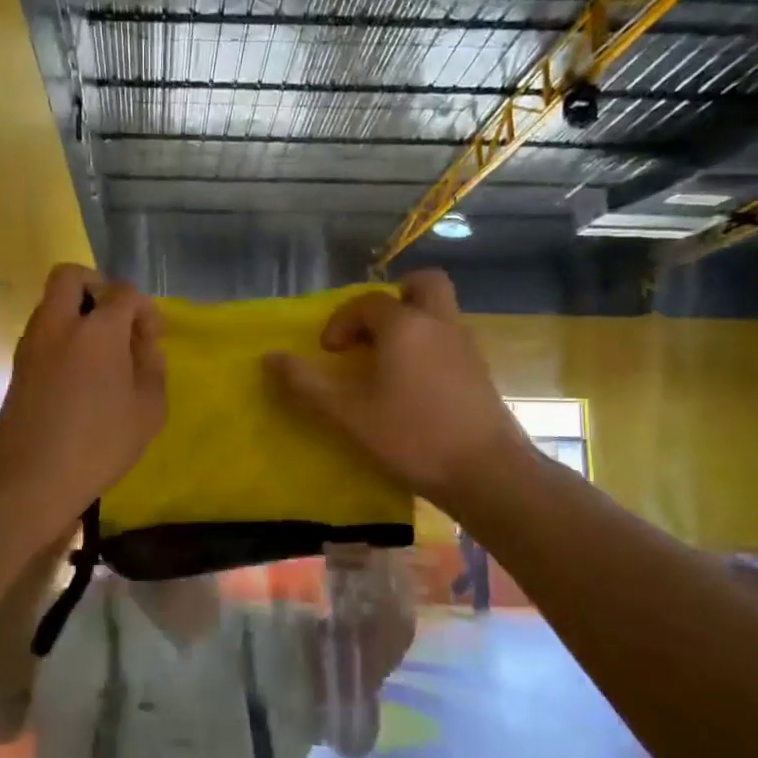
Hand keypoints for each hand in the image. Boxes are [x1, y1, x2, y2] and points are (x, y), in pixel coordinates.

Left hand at [0, 265, 165, 528]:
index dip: (145, 310)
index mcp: (97, 329)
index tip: (152, 339)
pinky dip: (64, 336)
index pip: (124, 293)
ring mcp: (32, 343)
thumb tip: (144, 344)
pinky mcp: (18, 365)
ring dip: (78, 313)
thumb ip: (152, 366)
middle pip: (72, 277)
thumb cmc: (99, 444)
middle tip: (117, 322)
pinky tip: (80, 374)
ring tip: (102, 354)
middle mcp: (59, 324)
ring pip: (53, 303)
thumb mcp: (148, 410)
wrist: (29, 478)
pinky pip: (44, 331)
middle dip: (98, 287)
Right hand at [264, 269, 529, 506]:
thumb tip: (269, 358)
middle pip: (423, 284)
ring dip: (411, 323)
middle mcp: (440, 324)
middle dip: (394, 297)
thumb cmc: (412, 436)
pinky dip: (428, 346)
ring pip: (439, 312)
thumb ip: (306, 384)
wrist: (487, 474)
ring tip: (386, 362)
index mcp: (405, 326)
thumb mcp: (348, 414)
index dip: (342, 321)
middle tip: (372, 330)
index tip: (329, 353)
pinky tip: (412, 386)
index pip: (368, 302)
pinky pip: (450, 339)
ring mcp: (466, 347)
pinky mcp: (481, 373)